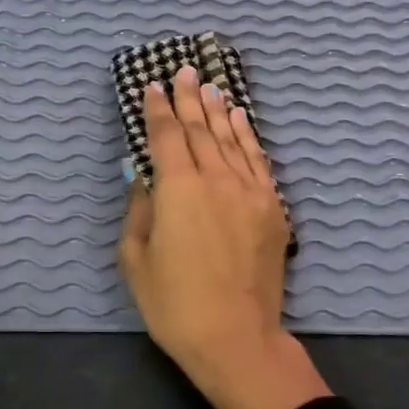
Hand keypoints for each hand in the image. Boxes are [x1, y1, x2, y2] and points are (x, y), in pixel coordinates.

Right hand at [116, 65, 329, 408]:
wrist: (236, 337)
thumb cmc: (174, 304)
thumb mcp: (136, 259)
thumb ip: (138, 210)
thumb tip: (142, 176)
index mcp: (178, 188)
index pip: (166, 135)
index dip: (157, 108)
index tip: (152, 86)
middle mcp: (216, 178)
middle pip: (201, 128)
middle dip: (189, 98)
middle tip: (184, 71)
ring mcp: (250, 191)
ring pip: (232, 139)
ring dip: (219, 110)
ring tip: (211, 87)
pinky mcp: (272, 208)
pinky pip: (258, 161)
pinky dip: (248, 137)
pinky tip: (241, 121)